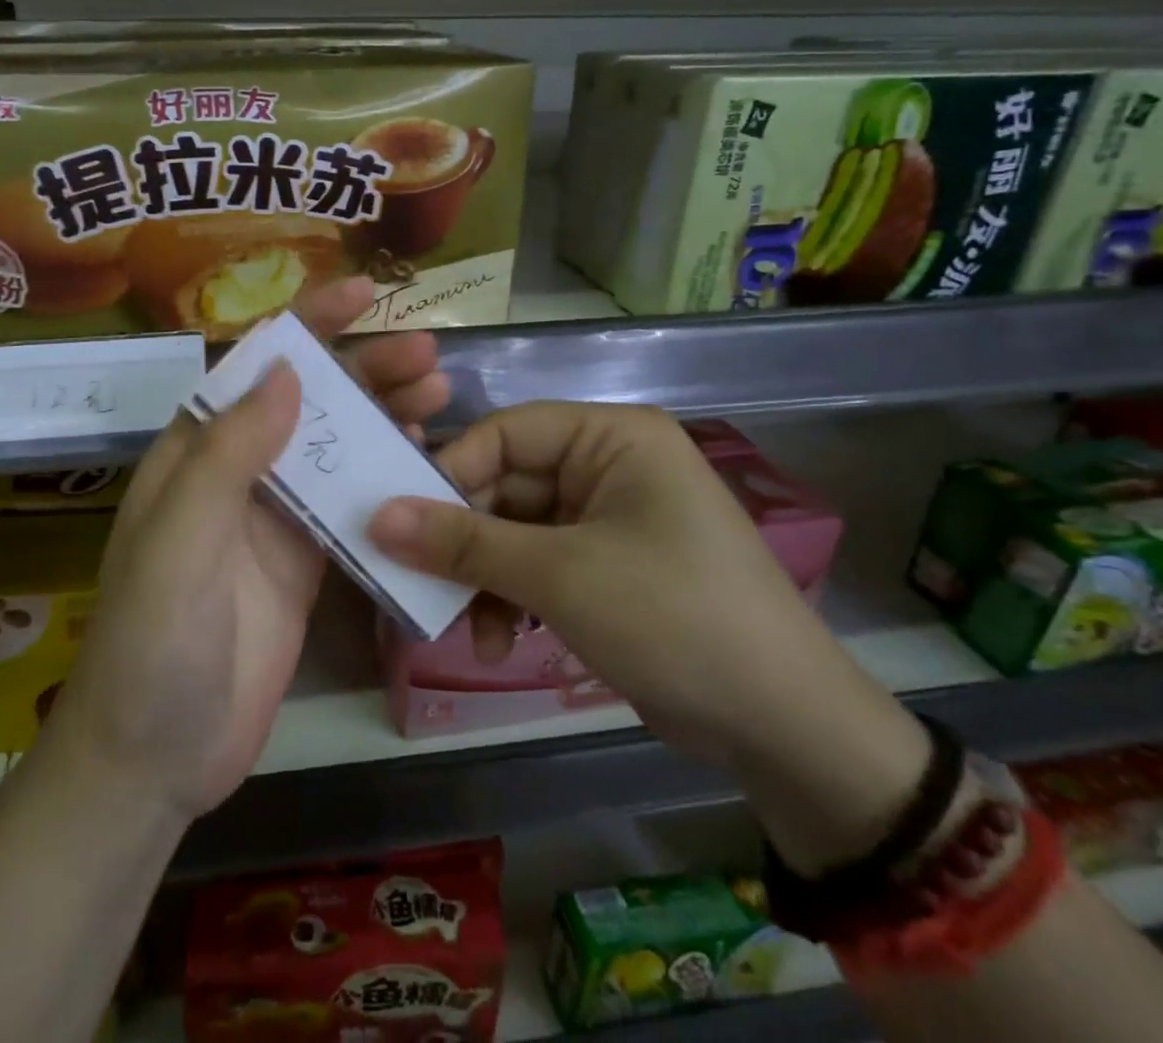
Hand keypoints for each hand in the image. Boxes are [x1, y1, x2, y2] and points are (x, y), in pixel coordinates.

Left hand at [44, 278, 449, 822]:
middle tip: (427, 358)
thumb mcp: (178, 542)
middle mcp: (235, 472)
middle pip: (306, 402)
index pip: (253, 367)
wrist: (156, 757)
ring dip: (384, 417)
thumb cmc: (153, 644)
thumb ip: (227, 456)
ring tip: (441, 398)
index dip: (306, 324)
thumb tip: (286, 371)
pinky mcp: (304, 562)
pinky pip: (351, 504)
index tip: (362, 294)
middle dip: (363, 371)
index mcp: (194, 452)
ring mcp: (273, 518)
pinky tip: (426, 463)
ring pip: (335, 448)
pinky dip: (386, 478)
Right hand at [368, 402, 930, 870]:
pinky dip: (511, 598)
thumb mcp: (559, 576)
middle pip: (504, 485)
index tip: (398, 522)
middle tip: (417, 584)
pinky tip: (499, 642)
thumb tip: (376, 517)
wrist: (786, 730)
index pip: (502, 433)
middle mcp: (607, 465)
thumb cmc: (673, 619)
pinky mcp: (605, 566)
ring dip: (483, 578)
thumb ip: (464, 543)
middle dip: (464, 541)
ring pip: (513, 531)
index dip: (448, 474)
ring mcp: (606, 517)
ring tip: (464, 630)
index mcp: (610, 437)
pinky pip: (536, 564)